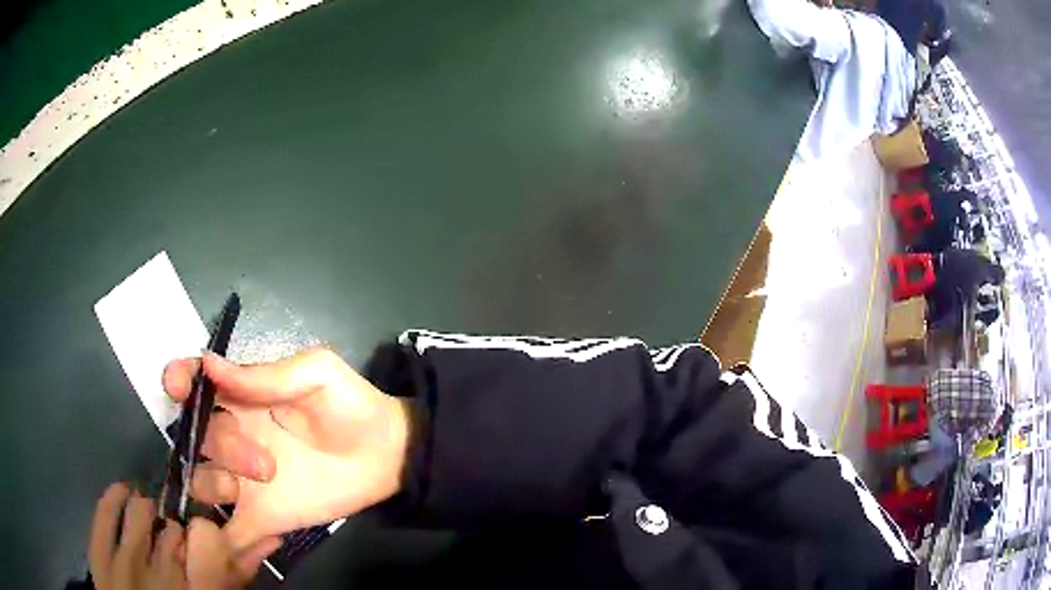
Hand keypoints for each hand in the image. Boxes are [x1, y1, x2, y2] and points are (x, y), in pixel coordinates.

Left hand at [89, 482, 277, 588]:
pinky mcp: (99, 555)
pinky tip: (125, 494)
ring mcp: (126, 565)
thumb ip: (239, 573)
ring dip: (151, 514)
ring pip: (141, 511)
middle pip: (176, 526)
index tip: (209, 533)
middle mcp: (164, 578)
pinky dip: (116, 496)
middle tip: (178, 537)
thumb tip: (268, 535)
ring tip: (152, 525)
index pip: (209, 537)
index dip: (211, 531)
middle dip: (181, 528)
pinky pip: (105, 510)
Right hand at [163, 347, 410, 550]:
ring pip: (201, 479)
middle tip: (263, 459)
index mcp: (242, 397)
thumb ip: (264, 375)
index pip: (195, 385)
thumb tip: (208, 362)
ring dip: (216, 480)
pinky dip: (224, 535)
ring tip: (266, 478)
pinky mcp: (261, 514)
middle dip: (218, 442)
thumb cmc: (350, 407)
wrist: (385, 457)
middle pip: (196, 436)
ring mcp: (243, 479)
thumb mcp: (315, 375)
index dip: (179, 382)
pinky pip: (229, 529)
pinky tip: (246, 521)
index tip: (177, 386)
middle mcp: (233, 436)